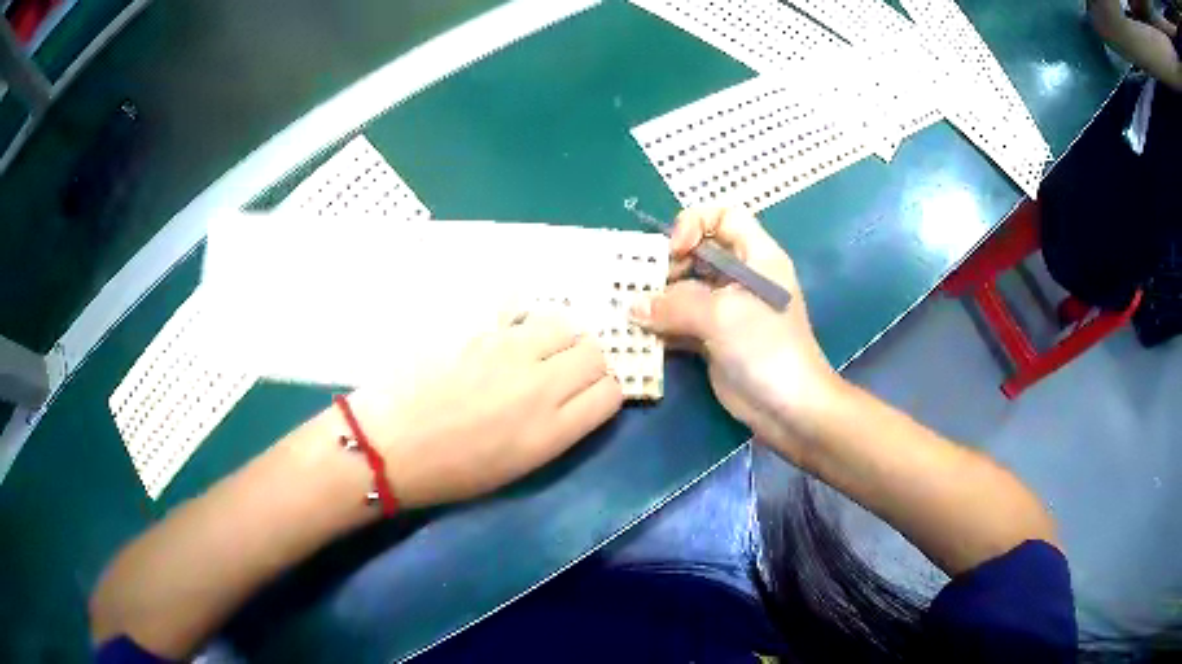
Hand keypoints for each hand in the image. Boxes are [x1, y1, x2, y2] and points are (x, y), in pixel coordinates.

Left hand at [349, 316, 622, 507]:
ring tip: (531, 348)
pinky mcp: (477, 329)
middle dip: (585, 363)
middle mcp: (540, 387)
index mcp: (551, 432)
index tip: (584, 396)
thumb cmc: (448, 472)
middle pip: (594, 354)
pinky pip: (518, 308)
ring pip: (563, 324)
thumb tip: (570, 400)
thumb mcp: (515, 468)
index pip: (611, 394)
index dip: (602, 393)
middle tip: (558, 372)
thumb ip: (554, 430)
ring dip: (556, 336)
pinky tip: (500, 332)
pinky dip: (518, 318)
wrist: (388, 445)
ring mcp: (507, 351)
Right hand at [630, 207, 841, 462]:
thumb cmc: (766, 348)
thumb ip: (674, 304)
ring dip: (661, 295)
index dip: (697, 223)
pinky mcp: (715, 337)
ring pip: (687, 287)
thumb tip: (633, 305)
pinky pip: (683, 320)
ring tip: (635, 308)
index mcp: (757, 257)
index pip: (725, 216)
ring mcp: (728, 308)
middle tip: (647, 284)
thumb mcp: (722, 315)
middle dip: (670, 263)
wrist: (788, 407)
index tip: (676, 251)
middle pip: (699, 252)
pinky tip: (642, 331)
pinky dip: (663, 323)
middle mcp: (742, 277)